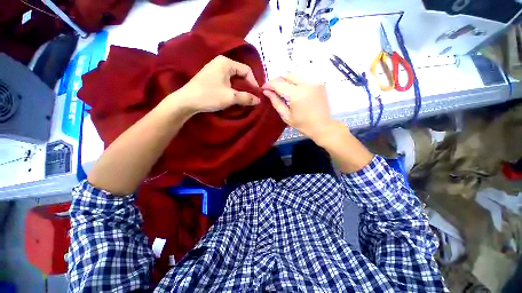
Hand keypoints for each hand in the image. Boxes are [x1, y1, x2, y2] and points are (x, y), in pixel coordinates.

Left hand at [165, 55, 260, 114]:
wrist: (187, 101)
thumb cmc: (210, 96)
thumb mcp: (231, 97)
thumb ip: (247, 98)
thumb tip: (258, 100)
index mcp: (226, 63)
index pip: (247, 70)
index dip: (254, 83)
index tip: (256, 95)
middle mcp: (221, 62)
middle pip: (241, 73)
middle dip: (247, 86)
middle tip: (251, 98)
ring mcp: (215, 69)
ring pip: (234, 78)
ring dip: (240, 89)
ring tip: (243, 99)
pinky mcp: (211, 77)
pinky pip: (227, 81)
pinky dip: (233, 89)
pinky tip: (233, 97)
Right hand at [262, 74, 337, 139]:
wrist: (323, 126)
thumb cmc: (303, 125)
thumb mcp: (286, 116)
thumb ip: (276, 102)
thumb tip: (266, 92)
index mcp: (297, 95)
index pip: (279, 84)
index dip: (269, 84)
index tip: (263, 88)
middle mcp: (306, 84)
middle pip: (287, 75)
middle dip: (277, 80)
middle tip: (272, 88)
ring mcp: (314, 82)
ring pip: (295, 75)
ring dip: (286, 80)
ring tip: (281, 89)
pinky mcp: (319, 83)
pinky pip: (303, 78)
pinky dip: (295, 82)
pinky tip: (293, 90)